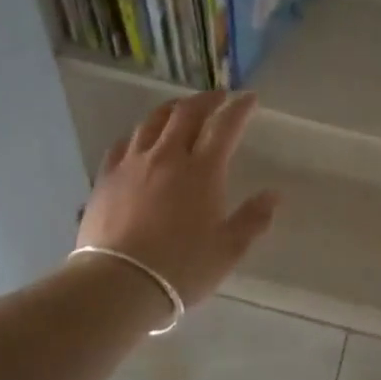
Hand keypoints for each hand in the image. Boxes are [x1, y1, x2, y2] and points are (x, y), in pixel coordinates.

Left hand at [77, 91, 278, 311]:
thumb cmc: (182, 268)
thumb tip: (273, 195)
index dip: (240, 108)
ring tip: (181, 108)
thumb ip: (253, 219)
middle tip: (219, 97)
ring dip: (172, 108)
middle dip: (206, 99)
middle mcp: (167, 156)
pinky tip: (141, 139)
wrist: (119, 282)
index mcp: (202, 170)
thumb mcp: (228, 249)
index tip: (250, 98)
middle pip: (187, 113)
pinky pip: (124, 143)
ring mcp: (133, 164)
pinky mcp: (106, 177)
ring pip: (152, 121)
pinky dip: (139, 133)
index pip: (225, 126)